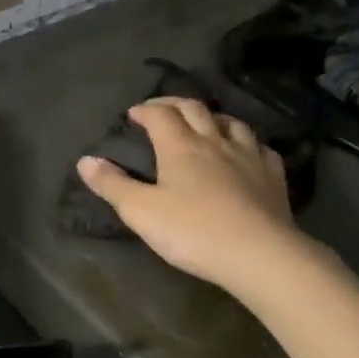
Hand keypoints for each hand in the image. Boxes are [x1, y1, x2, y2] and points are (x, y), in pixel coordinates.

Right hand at [76, 97, 298, 292]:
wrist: (257, 253)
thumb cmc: (193, 232)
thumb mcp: (141, 212)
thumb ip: (112, 185)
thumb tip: (85, 160)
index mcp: (181, 146)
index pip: (160, 115)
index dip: (145, 110)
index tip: (133, 114)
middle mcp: (215, 141)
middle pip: (194, 109)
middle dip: (174, 104)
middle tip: (162, 109)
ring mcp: (249, 156)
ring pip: (231, 123)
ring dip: (213, 118)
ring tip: (204, 123)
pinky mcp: (273, 176)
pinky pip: (261, 148)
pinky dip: (248, 143)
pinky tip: (247, 152)